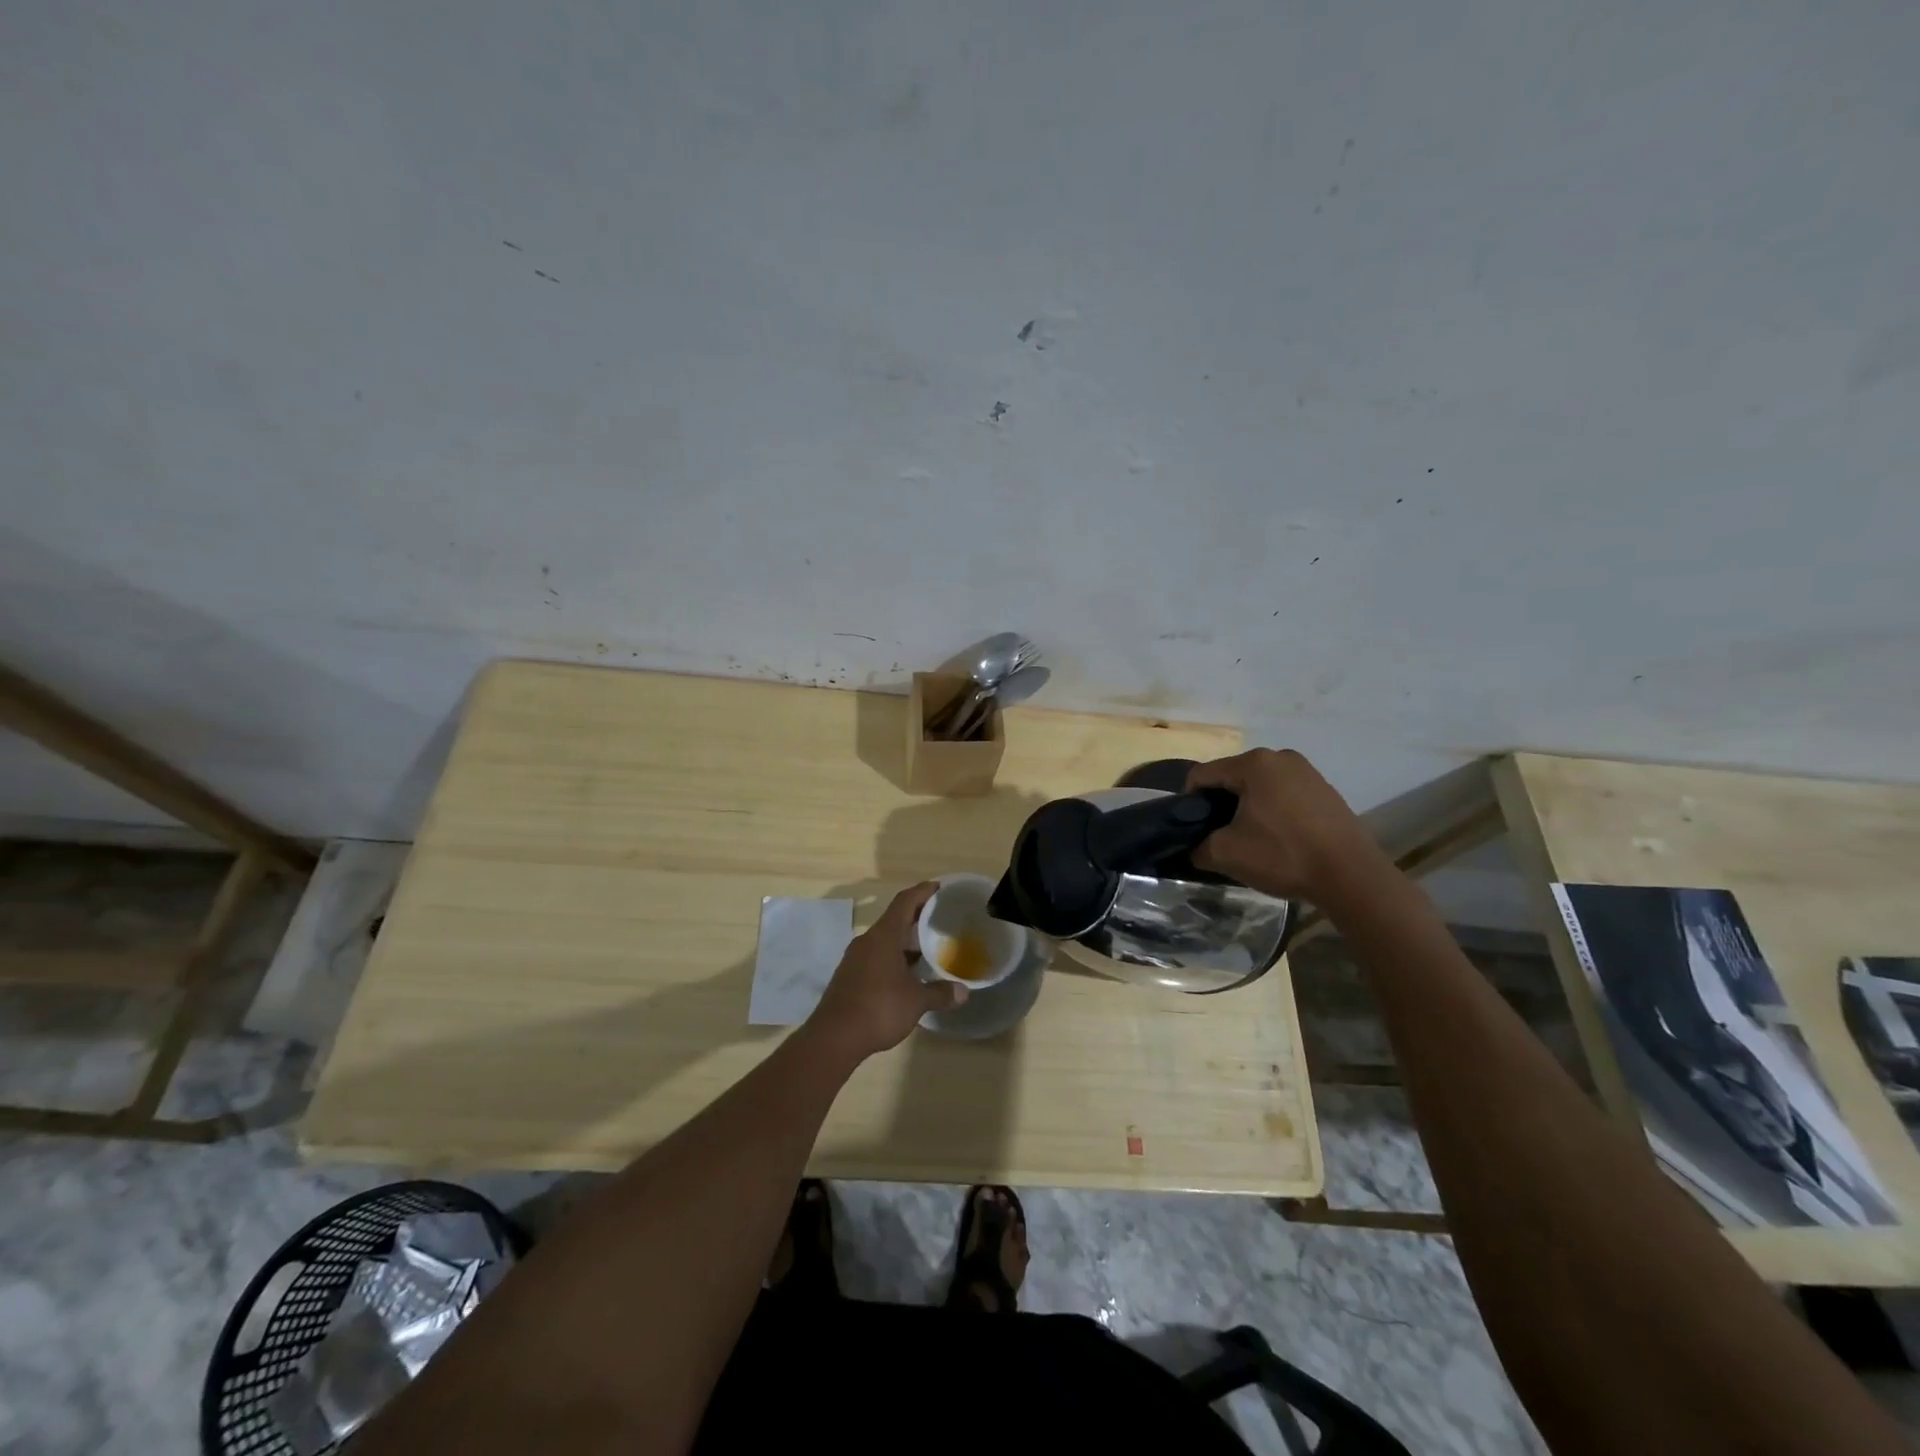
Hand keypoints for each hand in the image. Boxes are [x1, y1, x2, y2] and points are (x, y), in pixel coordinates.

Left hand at [807, 883, 964, 1060]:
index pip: (905, 901)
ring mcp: (855, 958)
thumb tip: (963, 992)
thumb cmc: (879, 1009)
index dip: (923, 891)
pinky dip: (894, 958)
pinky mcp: (849, 976)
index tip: (940, 887)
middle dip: (918, 917)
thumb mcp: (916, 1001)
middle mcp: (867, 941)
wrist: (833, 1037)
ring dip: (905, 941)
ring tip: (929, 948)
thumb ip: (940, 993)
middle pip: (895, 919)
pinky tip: (908, 974)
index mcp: (884, 936)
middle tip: (941, 919)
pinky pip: (876, 957)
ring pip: (885, 940)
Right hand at [1186, 749, 1378, 901]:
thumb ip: (1198, 846)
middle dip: (1220, 804)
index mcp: (1253, 763)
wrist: (1352, 877)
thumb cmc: (1283, 855)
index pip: (1202, 774)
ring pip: (1259, 786)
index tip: (1193, 829)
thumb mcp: (1226, 854)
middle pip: (1232, 777)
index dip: (1189, 802)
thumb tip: (1194, 848)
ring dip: (1247, 808)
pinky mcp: (1325, 789)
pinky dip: (1273, 811)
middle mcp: (1280, 757)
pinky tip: (1279, 838)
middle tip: (1221, 836)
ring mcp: (1307, 771)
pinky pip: (1284, 794)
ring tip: (1251, 839)